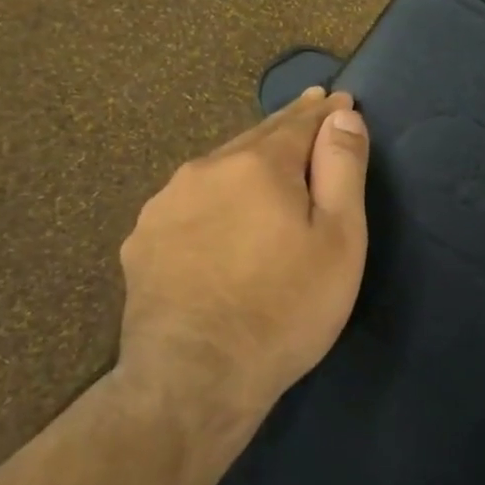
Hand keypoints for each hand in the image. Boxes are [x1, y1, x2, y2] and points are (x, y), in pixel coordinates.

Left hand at [118, 88, 369, 425]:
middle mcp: (205, 170)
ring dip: (249, 159)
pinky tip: (223, 211)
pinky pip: (191, 201)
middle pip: (257, 139)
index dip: (325, 113)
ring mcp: (165, 205)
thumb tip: (342, 116)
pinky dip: (216, 194)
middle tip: (312, 111)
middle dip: (288, 126)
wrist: (194, 383)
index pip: (299, 123)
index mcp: (257, 165)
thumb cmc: (285, 308)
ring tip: (270, 159)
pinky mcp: (142, 241)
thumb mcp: (339, 239)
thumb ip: (342, 169)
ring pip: (219, 167)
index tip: (341, 101)